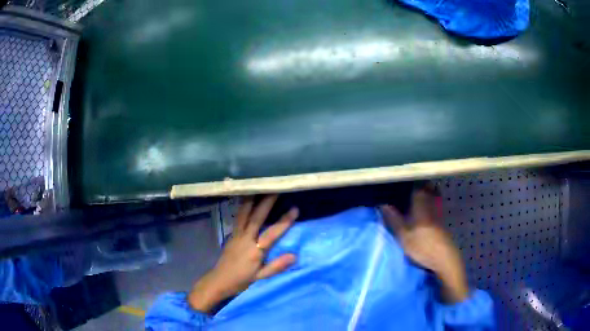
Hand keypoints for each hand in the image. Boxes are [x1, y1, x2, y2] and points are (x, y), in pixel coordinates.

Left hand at [188, 195, 298, 312]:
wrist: (220, 280)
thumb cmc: (242, 280)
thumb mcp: (261, 277)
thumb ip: (277, 266)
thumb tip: (294, 255)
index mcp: (255, 251)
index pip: (272, 234)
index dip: (284, 221)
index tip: (294, 209)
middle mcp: (245, 239)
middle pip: (256, 218)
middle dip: (266, 203)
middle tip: (275, 189)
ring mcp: (236, 235)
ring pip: (244, 214)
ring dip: (251, 200)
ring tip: (257, 187)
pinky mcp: (231, 234)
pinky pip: (237, 218)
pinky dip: (242, 207)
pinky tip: (245, 199)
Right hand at [380, 186, 468, 302]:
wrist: (443, 259)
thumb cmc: (422, 247)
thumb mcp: (403, 236)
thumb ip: (394, 220)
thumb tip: (382, 205)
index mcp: (421, 206)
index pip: (418, 187)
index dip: (411, 183)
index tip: (403, 181)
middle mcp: (432, 206)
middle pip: (429, 190)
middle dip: (421, 187)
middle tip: (410, 188)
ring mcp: (438, 215)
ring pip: (434, 198)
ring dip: (427, 195)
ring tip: (417, 198)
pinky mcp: (442, 224)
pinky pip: (436, 207)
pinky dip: (431, 205)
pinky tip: (425, 213)